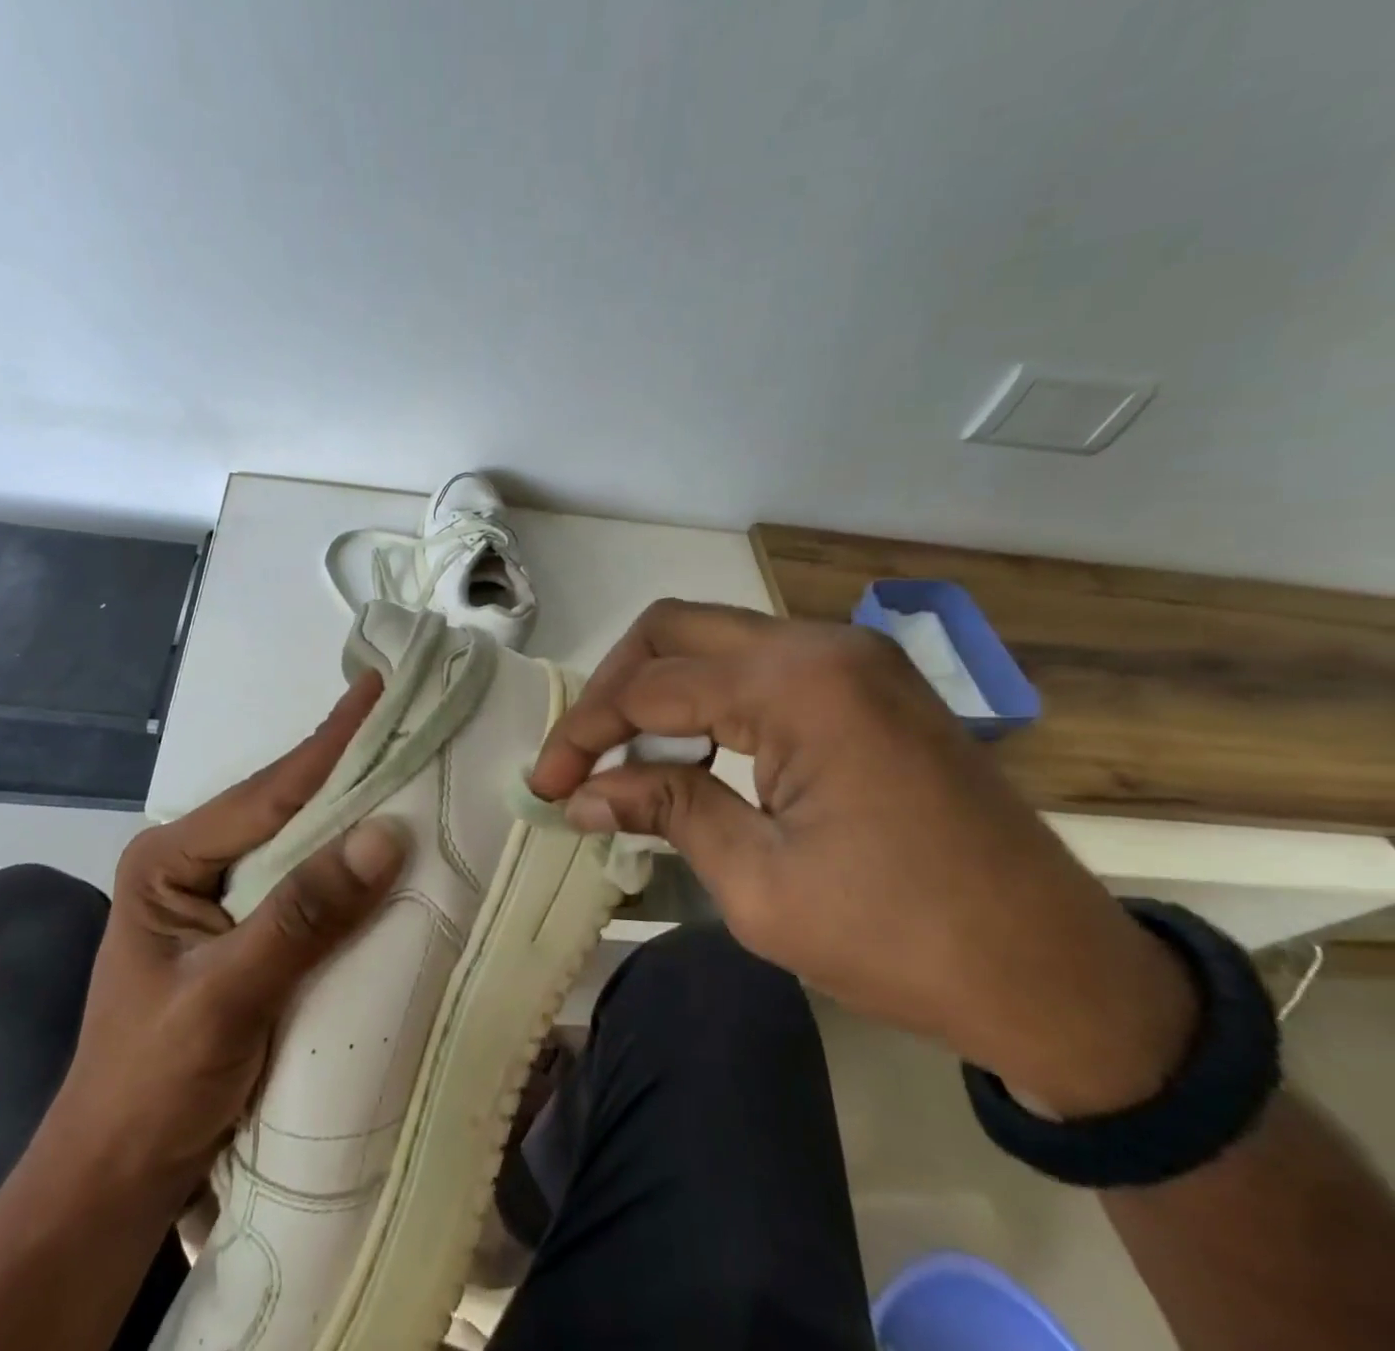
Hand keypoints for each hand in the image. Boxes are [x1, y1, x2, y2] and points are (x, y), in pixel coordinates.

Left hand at [48, 674, 407, 1201]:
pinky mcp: (251, 932)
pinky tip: (391, 848)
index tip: (379, 688)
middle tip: (412, 719)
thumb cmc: (151, 1085)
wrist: (120, 1181)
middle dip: (350, 769)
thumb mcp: (225, 996)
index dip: (330, 744)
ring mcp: (226, 898)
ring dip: (356, 815)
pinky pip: (311, 886)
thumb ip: (303, 915)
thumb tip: (387, 833)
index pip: (267, 792)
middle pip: (287, 808)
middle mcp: (197, 862)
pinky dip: (351, 868)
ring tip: (415, 766)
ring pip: (303, 845)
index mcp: (169, 858)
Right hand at [531, 600, 1197, 1115]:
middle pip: (673, 630)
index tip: (546, 785)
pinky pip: (758, 665)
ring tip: (627, 761)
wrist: (1060, 975)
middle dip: (612, 690)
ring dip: (657, 691)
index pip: (650, 687)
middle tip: (582, 757)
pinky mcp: (867, 684)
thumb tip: (582, 794)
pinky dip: (707, 699)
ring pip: (714, 640)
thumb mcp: (758, 884)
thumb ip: (665, 810)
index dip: (584, 734)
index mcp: (796, 686)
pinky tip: (691, 752)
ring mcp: (852, 659)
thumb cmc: (903, 940)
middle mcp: (822, 646)